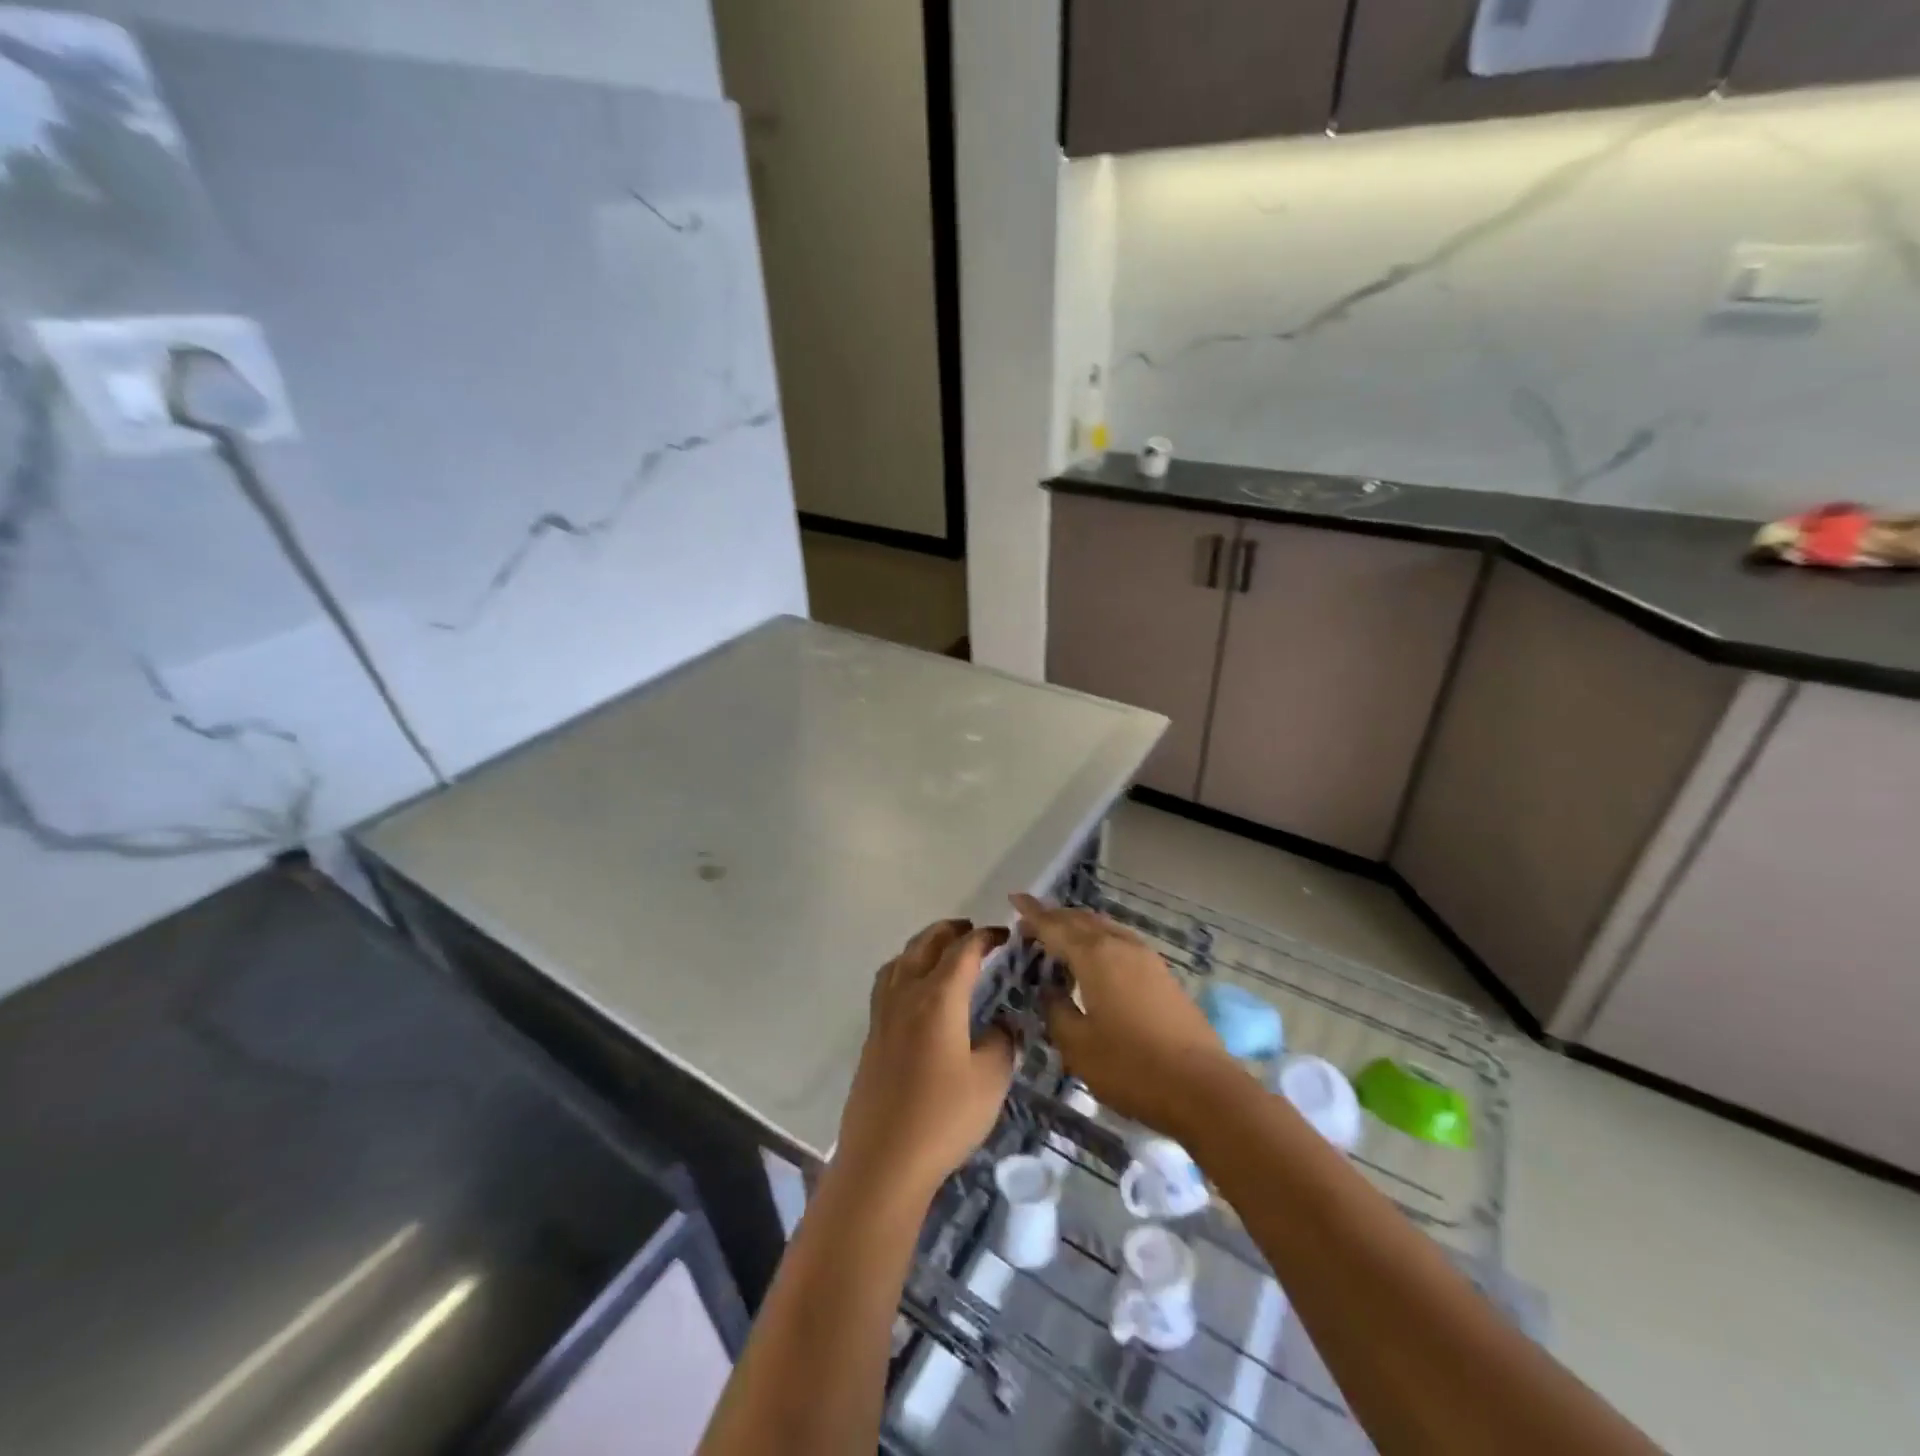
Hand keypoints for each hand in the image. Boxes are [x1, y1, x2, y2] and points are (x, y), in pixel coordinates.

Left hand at [836, 919, 1015, 1201]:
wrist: (883, 1160)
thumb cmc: (943, 1118)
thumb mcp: (990, 1080)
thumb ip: (1000, 1041)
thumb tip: (999, 1024)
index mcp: (938, 998)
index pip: (963, 951)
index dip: (985, 937)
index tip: (1004, 935)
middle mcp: (906, 994)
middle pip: (925, 944)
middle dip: (950, 931)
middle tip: (973, 930)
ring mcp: (883, 1014)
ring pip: (901, 960)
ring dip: (923, 945)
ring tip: (942, 951)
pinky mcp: (872, 1036)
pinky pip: (887, 982)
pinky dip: (904, 968)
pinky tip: (914, 989)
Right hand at [1013, 894, 1236, 1140]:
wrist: (1202, 1088)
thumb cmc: (1131, 1067)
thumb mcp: (1078, 1045)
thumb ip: (1057, 1010)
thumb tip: (1050, 990)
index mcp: (1095, 955)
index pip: (1055, 926)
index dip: (1032, 914)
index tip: (1015, 899)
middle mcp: (1120, 945)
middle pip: (1081, 920)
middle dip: (1054, 917)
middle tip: (1030, 923)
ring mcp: (1146, 957)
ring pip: (1104, 928)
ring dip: (1078, 927)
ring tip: (1059, 936)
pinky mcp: (1162, 974)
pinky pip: (1120, 941)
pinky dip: (1098, 940)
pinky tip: (1094, 959)